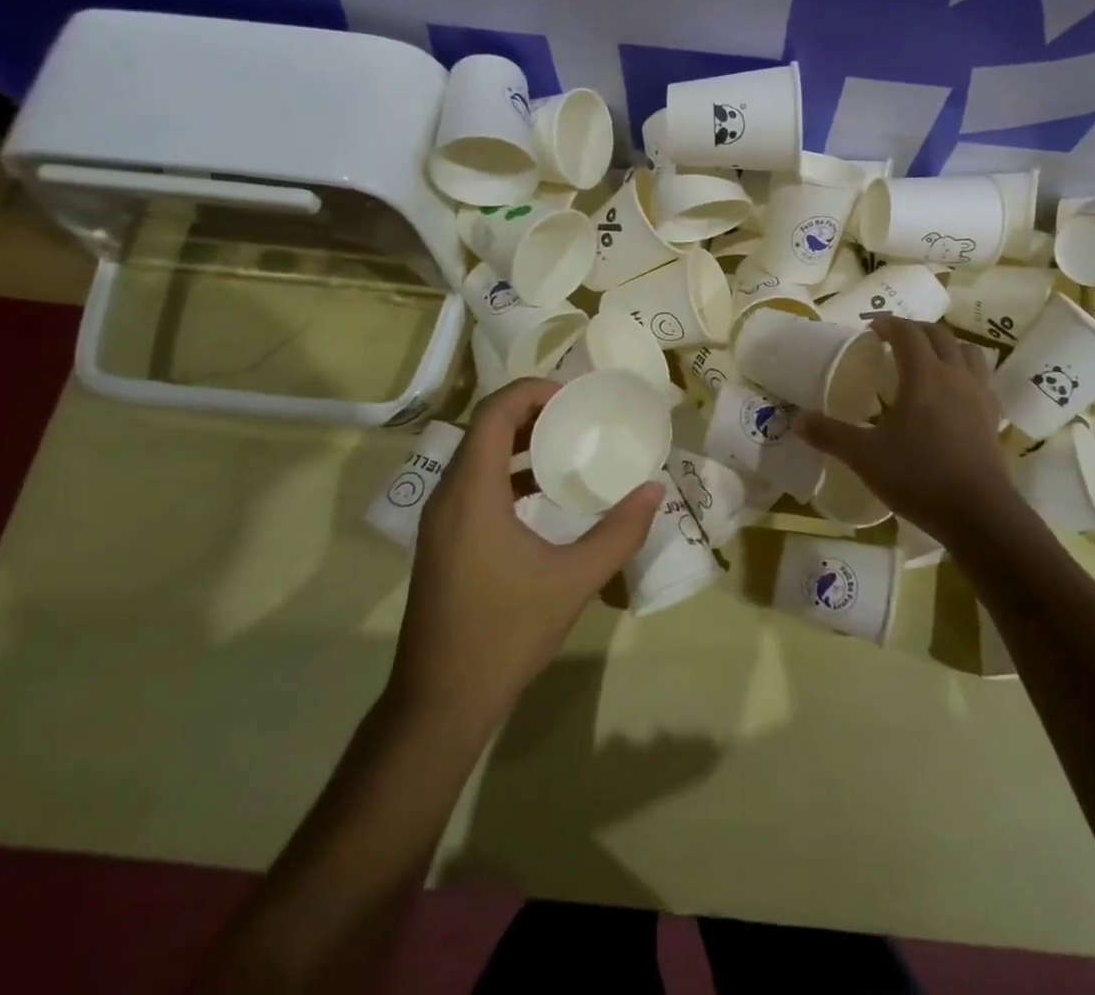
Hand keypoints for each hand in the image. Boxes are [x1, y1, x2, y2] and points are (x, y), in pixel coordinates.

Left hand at [388, 379, 662, 733]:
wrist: (440, 701)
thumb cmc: (505, 633)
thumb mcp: (573, 581)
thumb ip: (618, 532)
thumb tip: (655, 491)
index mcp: (472, 493)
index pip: (493, 413)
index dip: (531, 391)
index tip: (572, 396)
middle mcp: (447, 496)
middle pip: (483, 429)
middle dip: (529, 412)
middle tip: (576, 415)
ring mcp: (440, 521)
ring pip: (476, 458)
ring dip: (517, 443)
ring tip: (566, 446)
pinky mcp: (442, 541)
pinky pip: (473, 485)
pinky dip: (507, 474)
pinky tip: (542, 495)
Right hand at [794, 315, 1014, 542]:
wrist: (979, 515)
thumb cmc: (919, 477)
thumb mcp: (865, 457)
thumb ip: (830, 435)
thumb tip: (796, 420)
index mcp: (924, 375)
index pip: (908, 333)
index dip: (889, 324)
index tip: (871, 328)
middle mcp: (955, 375)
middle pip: (939, 335)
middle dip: (915, 330)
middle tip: (893, 339)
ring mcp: (979, 395)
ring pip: (967, 352)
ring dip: (945, 346)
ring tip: (926, 359)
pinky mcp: (993, 417)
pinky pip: (981, 379)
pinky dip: (964, 372)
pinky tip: (953, 393)